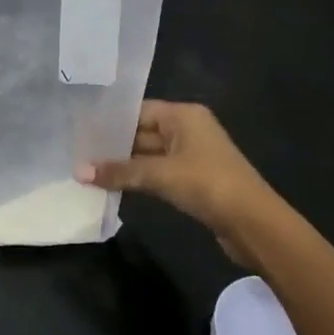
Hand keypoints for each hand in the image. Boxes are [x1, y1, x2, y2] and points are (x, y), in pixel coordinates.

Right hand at [78, 100, 295, 263]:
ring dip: (124, 165)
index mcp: (184, 115)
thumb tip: (78, 171)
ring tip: (88, 170)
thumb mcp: (160, 175)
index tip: (80, 130)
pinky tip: (113, 185)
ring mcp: (192, 156)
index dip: (109, 121)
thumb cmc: (207, 184)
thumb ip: (119, 171)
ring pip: (148, 155)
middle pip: (142, 132)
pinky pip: (158, 173)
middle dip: (113, 145)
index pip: (137, 110)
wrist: (255, 224)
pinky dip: (138, 178)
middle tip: (77, 152)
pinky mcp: (194, 180)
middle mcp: (188, 129)